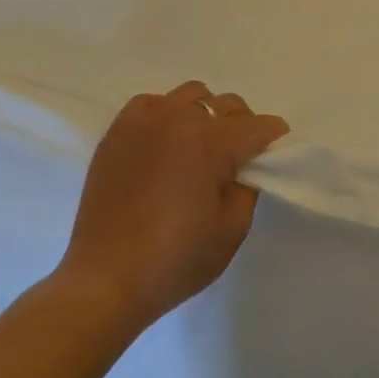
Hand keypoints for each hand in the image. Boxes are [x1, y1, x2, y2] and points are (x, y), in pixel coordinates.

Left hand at [50, 81, 288, 335]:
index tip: (274, 156)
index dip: (273, 141)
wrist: (104, 282)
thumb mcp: (232, 230)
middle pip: (228, 105)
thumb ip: (248, 186)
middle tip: (237, 160)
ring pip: (193, 95)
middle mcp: (180, 119)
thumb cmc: (174, 261)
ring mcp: (145, 120)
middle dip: (242, 127)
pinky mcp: (118, 130)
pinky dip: (166, 114)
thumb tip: (245, 165)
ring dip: (205, 115)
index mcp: (211, 142)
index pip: (259, 126)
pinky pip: (153, 103)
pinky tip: (165, 143)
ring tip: (199, 148)